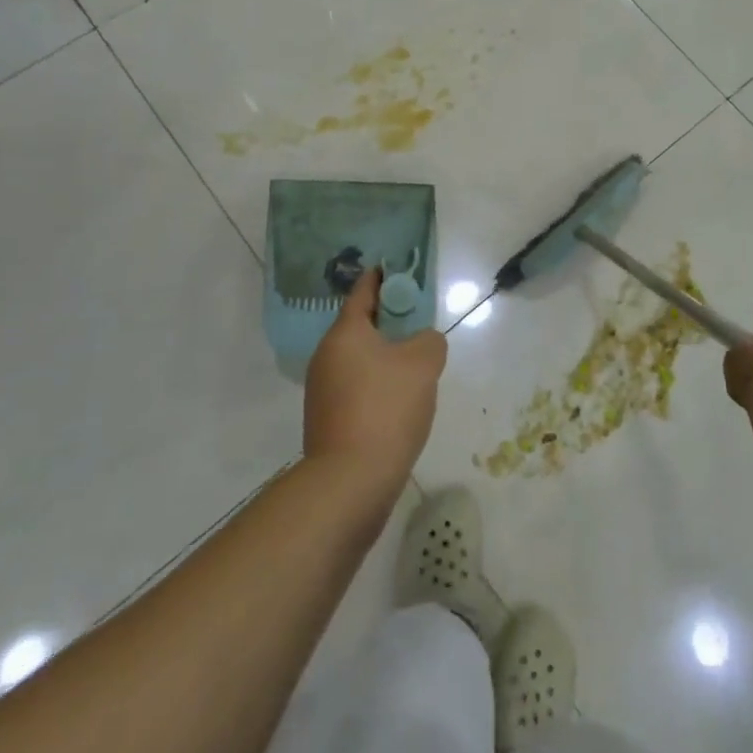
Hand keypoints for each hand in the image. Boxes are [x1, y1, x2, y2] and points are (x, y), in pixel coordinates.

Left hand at [304, 269, 447, 499]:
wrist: (350, 482)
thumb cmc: (386, 408)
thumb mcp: (424, 362)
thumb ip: (429, 340)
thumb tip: (421, 344)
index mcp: (345, 333)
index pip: (363, 291)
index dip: (383, 277)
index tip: (398, 270)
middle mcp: (326, 357)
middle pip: (361, 326)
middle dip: (390, 321)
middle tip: (420, 324)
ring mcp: (322, 391)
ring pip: (360, 360)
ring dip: (385, 357)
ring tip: (417, 368)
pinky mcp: (327, 421)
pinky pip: (357, 388)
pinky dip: (378, 385)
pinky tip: (400, 402)